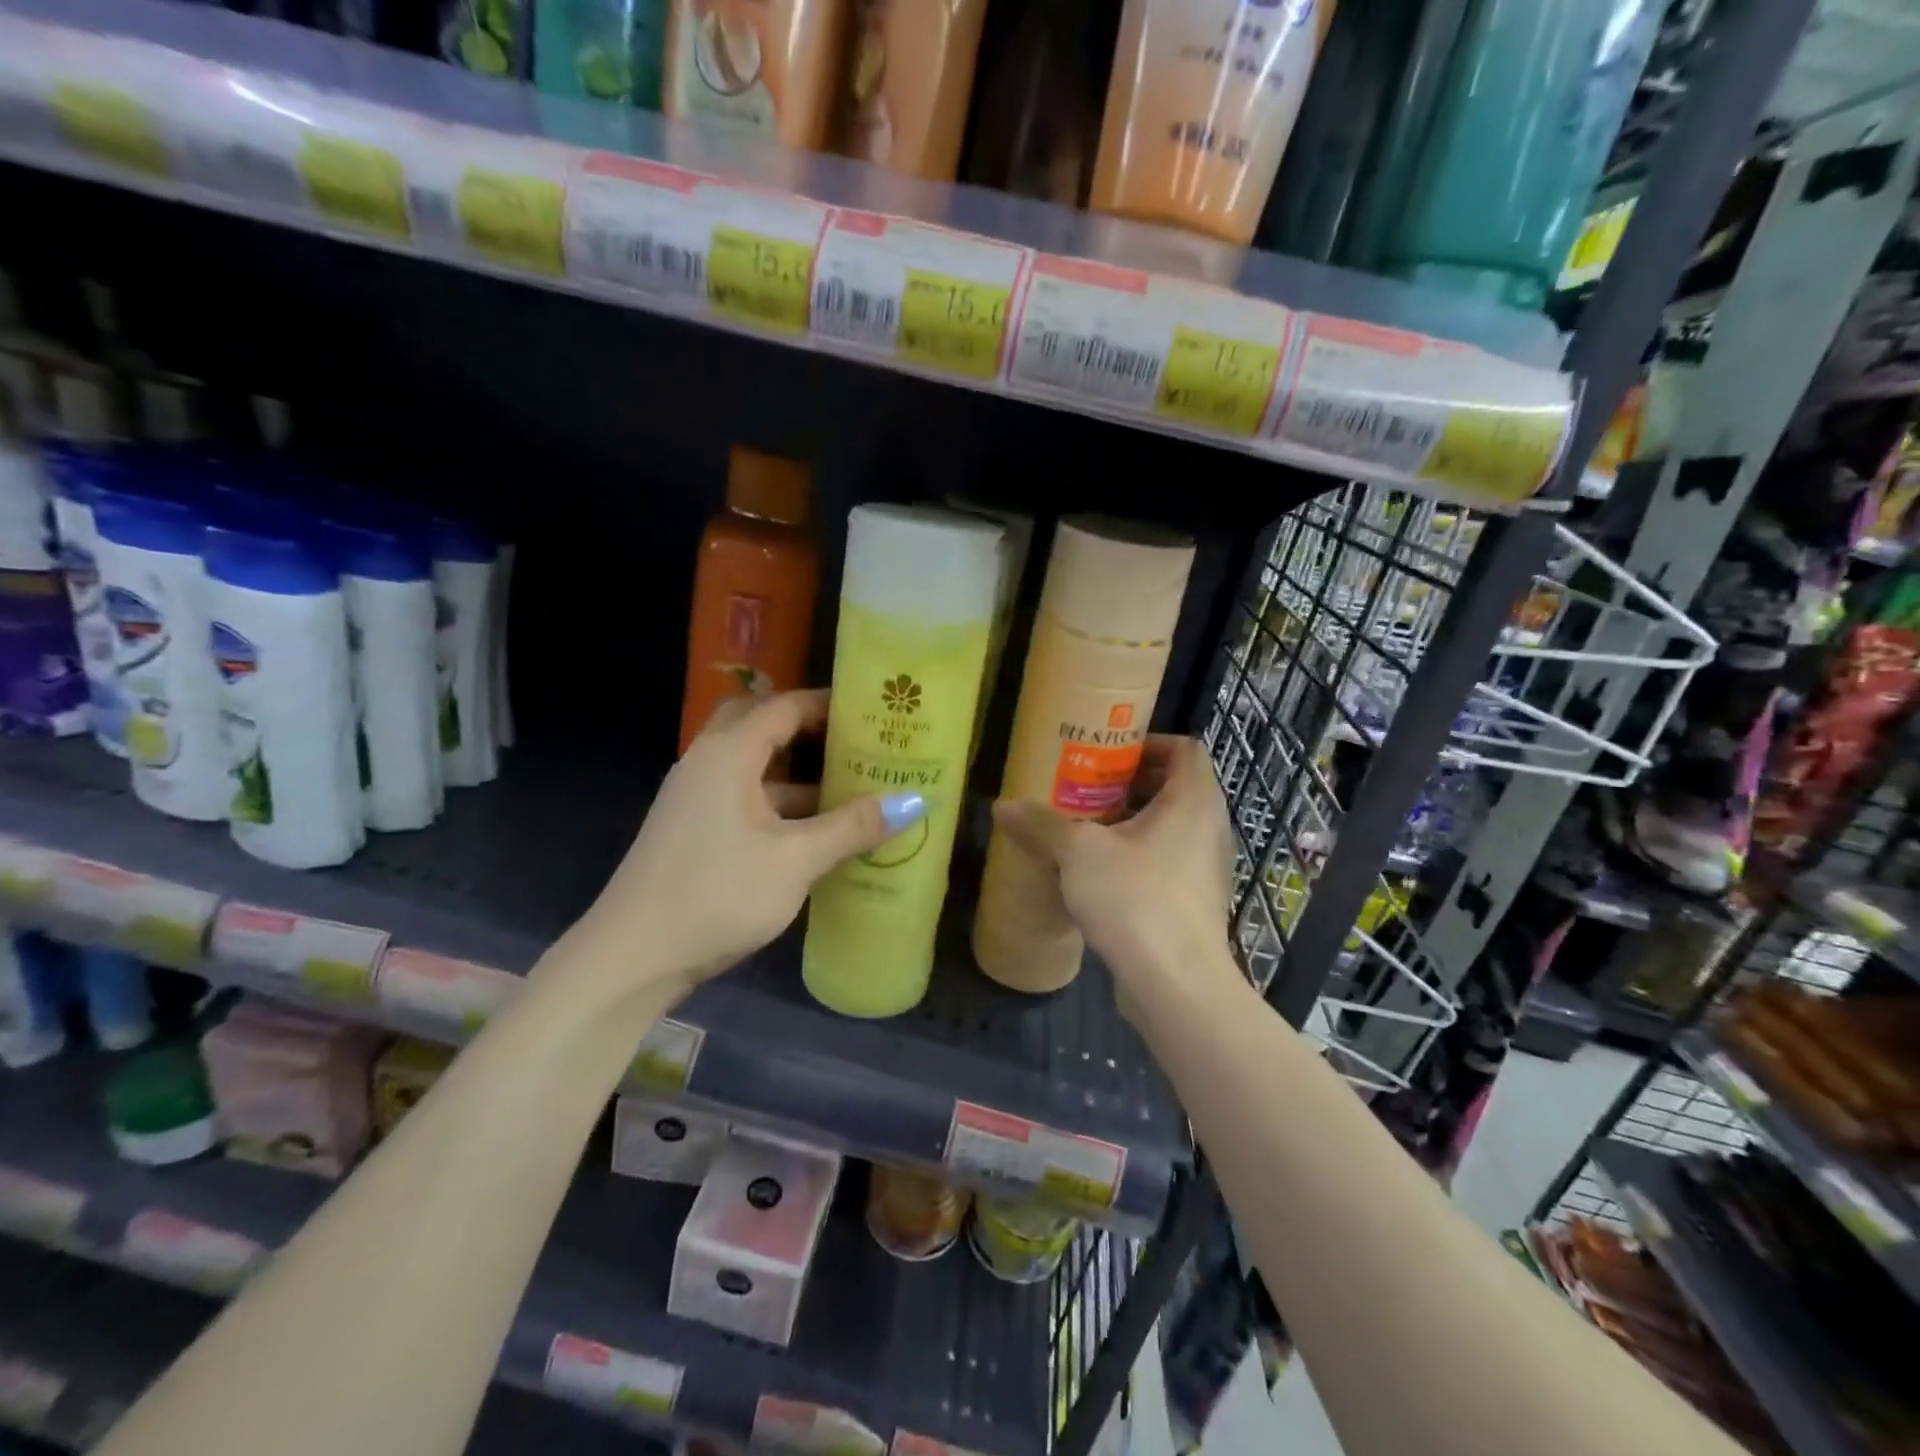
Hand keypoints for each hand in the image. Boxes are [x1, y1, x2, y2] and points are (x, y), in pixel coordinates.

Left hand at [576, 690, 927, 996]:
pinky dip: (779, 803)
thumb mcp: (795, 860)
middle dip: (807, 729)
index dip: (827, 704)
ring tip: (850, 786)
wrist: (633, 957)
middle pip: (761, 726)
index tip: (871, 711)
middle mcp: (707, 764)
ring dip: (796, 772)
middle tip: (855, 741)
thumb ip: (851, 827)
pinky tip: (814, 831)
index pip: (783, 706)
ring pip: (753, 767)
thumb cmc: (718, 894)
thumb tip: (913, 802)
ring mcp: (695, 798)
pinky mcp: (693, 830)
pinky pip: (744, 798)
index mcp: (728, 754)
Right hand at [993, 735, 1235, 998]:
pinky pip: (1167, 863)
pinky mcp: (1195, 903)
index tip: (1108, 755)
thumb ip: (1041, 824)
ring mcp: (1206, 869)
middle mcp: (1209, 829)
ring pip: (1170, 829)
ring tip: (1085, 831)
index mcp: (1193, 801)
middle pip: (1175, 788)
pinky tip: (1097, 876)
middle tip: (1085, 789)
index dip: (1148, 743)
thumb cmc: (1135, 899)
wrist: (1177, 985)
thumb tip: (1001, 806)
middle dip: (1129, 785)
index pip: (1184, 749)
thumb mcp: (1078, 853)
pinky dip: (1137, 858)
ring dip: (1130, 824)